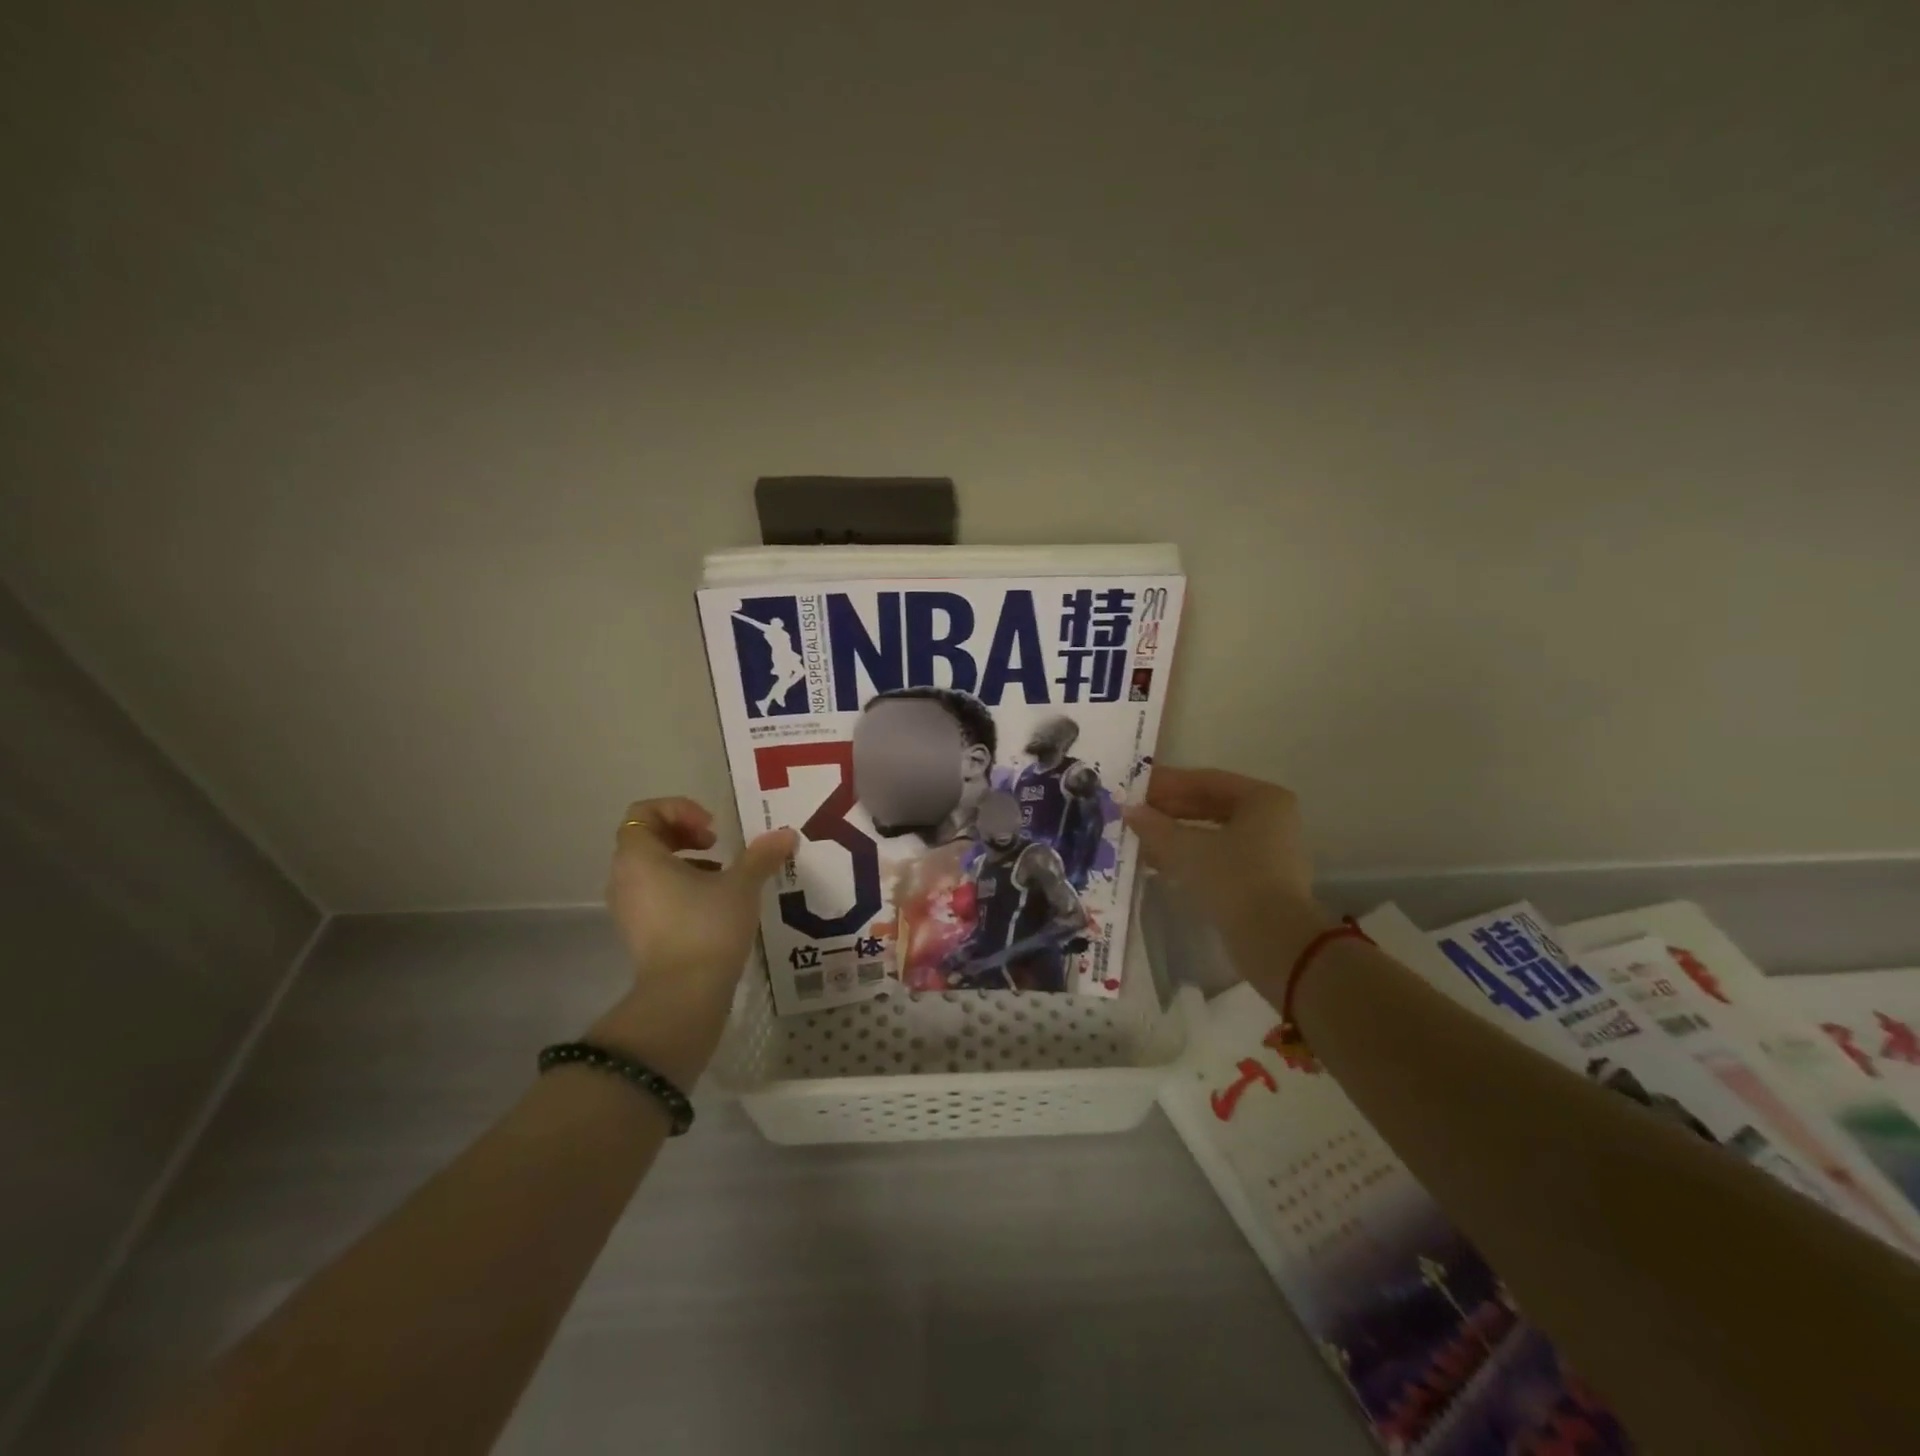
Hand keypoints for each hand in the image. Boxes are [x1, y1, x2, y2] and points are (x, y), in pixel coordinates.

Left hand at [605, 797, 796, 995]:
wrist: (684, 994)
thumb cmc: (707, 926)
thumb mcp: (741, 885)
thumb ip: (761, 855)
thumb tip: (787, 834)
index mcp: (639, 857)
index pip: (644, 813)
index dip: (680, 810)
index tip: (712, 829)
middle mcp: (624, 878)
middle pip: (646, 837)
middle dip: (684, 833)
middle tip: (717, 845)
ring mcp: (627, 908)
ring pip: (651, 867)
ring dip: (685, 860)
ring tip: (721, 874)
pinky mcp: (638, 932)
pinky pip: (653, 893)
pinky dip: (679, 886)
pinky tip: (714, 902)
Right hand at [1123, 768, 1324, 949]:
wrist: (1275, 941)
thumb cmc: (1233, 879)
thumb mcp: (1186, 849)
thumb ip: (1155, 826)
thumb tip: (1128, 810)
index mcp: (1262, 798)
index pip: (1205, 780)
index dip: (1167, 783)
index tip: (1135, 787)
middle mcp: (1271, 818)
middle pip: (1211, 805)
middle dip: (1170, 810)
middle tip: (1134, 813)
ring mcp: (1270, 850)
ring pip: (1213, 832)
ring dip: (1177, 834)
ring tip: (1141, 838)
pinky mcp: (1262, 879)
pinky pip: (1220, 856)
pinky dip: (1191, 856)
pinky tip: (1161, 863)